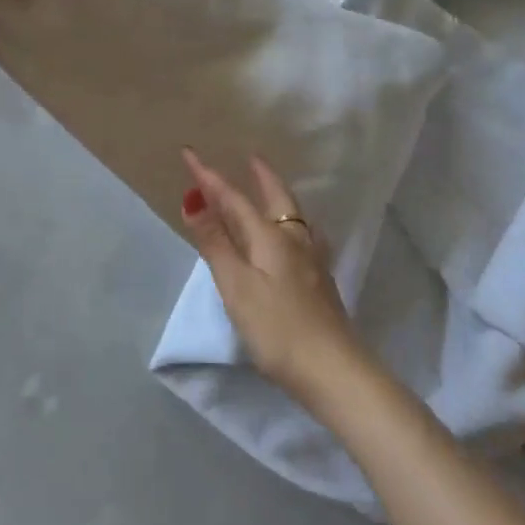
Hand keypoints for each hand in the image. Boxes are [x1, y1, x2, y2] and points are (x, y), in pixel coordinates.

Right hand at [179, 149, 364, 405]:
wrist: (335, 371)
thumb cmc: (278, 329)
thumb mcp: (237, 287)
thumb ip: (215, 243)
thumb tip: (193, 200)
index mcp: (271, 238)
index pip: (234, 199)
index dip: (209, 178)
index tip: (189, 153)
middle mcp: (295, 241)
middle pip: (276, 198)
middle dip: (260, 176)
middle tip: (250, 157)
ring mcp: (313, 262)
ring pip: (293, 217)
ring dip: (277, 198)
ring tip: (270, 191)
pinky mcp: (320, 283)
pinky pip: (302, 236)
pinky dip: (290, 223)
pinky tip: (298, 238)